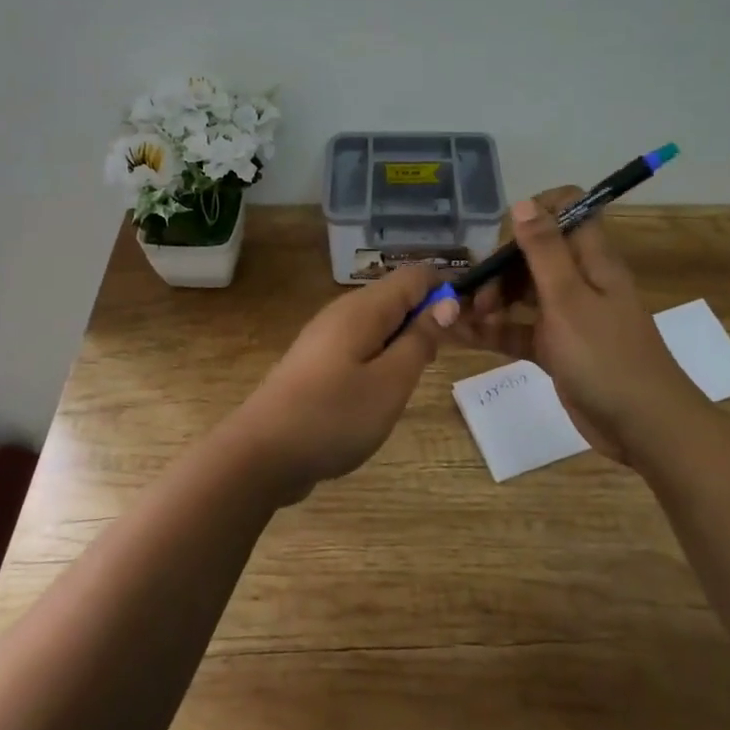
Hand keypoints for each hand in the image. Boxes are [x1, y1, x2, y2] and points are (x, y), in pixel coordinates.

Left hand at [228, 264, 459, 501]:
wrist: (262, 453)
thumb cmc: (334, 416)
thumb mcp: (391, 382)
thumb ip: (420, 340)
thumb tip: (445, 303)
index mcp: (363, 308)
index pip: (414, 276)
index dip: (445, 290)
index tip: (467, 324)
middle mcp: (343, 312)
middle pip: (395, 297)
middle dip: (425, 317)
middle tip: (444, 358)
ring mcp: (325, 338)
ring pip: (378, 324)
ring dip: (403, 341)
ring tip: (415, 378)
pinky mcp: (316, 363)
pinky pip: (360, 346)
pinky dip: (381, 358)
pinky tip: (383, 391)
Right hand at [447, 187, 699, 464]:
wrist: (645, 429)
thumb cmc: (607, 357)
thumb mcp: (569, 299)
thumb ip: (544, 251)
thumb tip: (522, 203)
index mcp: (591, 259)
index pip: (567, 210)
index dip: (535, 212)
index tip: (504, 236)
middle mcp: (579, 280)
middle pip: (532, 255)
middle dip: (498, 267)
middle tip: (475, 295)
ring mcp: (567, 316)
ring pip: (521, 293)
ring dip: (490, 300)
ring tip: (460, 319)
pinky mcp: (556, 349)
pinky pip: (518, 330)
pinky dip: (493, 331)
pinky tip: (460, 335)